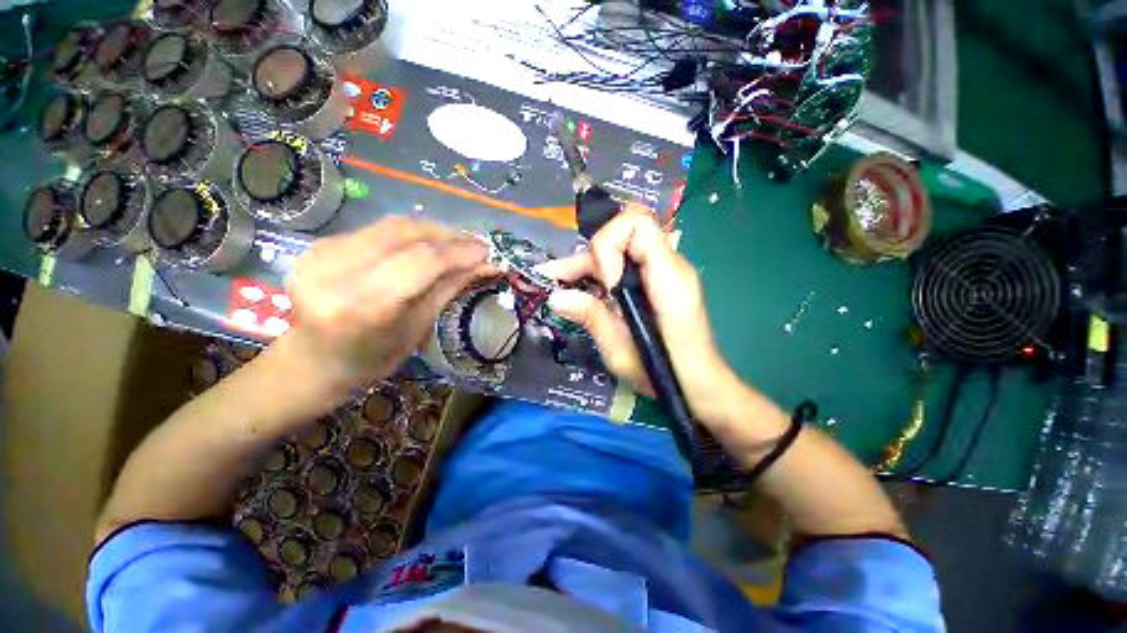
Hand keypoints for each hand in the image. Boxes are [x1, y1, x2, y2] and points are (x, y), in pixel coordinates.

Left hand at [280, 217, 491, 397]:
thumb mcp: (418, 328)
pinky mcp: (318, 244)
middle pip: (405, 233)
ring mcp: (320, 254)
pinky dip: (409, 234)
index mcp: (362, 306)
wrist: (312, 362)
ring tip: (457, 243)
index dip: (459, 251)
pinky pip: (376, 230)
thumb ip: (450, 288)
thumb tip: (487, 265)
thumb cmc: (372, 359)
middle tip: (476, 244)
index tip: (487, 250)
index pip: (421, 261)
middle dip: (449, 235)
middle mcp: (335, 272)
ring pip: (391, 226)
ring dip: (432, 231)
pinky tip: (426, 244)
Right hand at [541, 205, 741, 420]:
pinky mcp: (655, 280)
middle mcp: (669, 264)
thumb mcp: (620, 351)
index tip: (604, 283)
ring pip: (620, 246)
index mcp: (668, 277)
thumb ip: (592, 317)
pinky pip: (624, 262)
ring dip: (588, 263)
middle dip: (591, 255)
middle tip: (561, 279)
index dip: (609, 244)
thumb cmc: (663, 372)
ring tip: (556, 279)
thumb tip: (555, 296)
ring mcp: (663, 270)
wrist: (695, 382)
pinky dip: (599, 272)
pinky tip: (577, 286)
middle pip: (623, 232)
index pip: (637, 222)